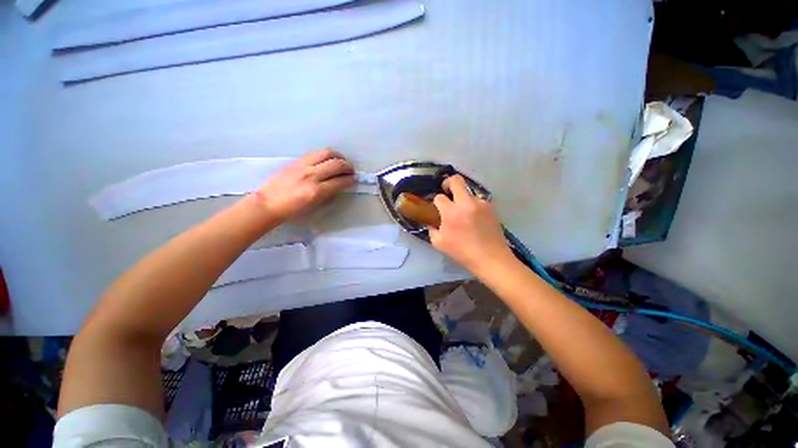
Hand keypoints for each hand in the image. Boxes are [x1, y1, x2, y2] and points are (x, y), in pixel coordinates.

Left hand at [254, 150, 354, 221]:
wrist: (268, 203)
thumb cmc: (292, 210)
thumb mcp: (315, 205)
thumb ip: (328, 193)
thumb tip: (339, 184)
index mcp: (317, 191)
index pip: (340, 181)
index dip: (350, 179)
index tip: (353, 179)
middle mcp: (312, 175)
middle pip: (336, 164)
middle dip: (348, 166)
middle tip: (350, 170)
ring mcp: (303, 166)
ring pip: (326, 153)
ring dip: (338, 156)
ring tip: (341, 161)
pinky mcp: (296, 161)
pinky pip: (315, 153)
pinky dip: (325, 155)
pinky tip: (327, 160)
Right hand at [428, 175, 514, 271]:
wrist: (491, 258)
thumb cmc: (463, 252)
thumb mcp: (439, 243)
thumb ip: (432, 229)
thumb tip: (432, 222)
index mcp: (451, 213)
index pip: (439, 197)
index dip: (437, 201)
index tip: (438, 208)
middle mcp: (466, 203)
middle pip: (456, 180)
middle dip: (448, 183)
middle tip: (447, 191)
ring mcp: (481, 203)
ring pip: (468, 191)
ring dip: (463, 198)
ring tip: (464, 212)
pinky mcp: (491, 207)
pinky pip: (478, 200)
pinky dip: (473, 205)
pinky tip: (474, 218)